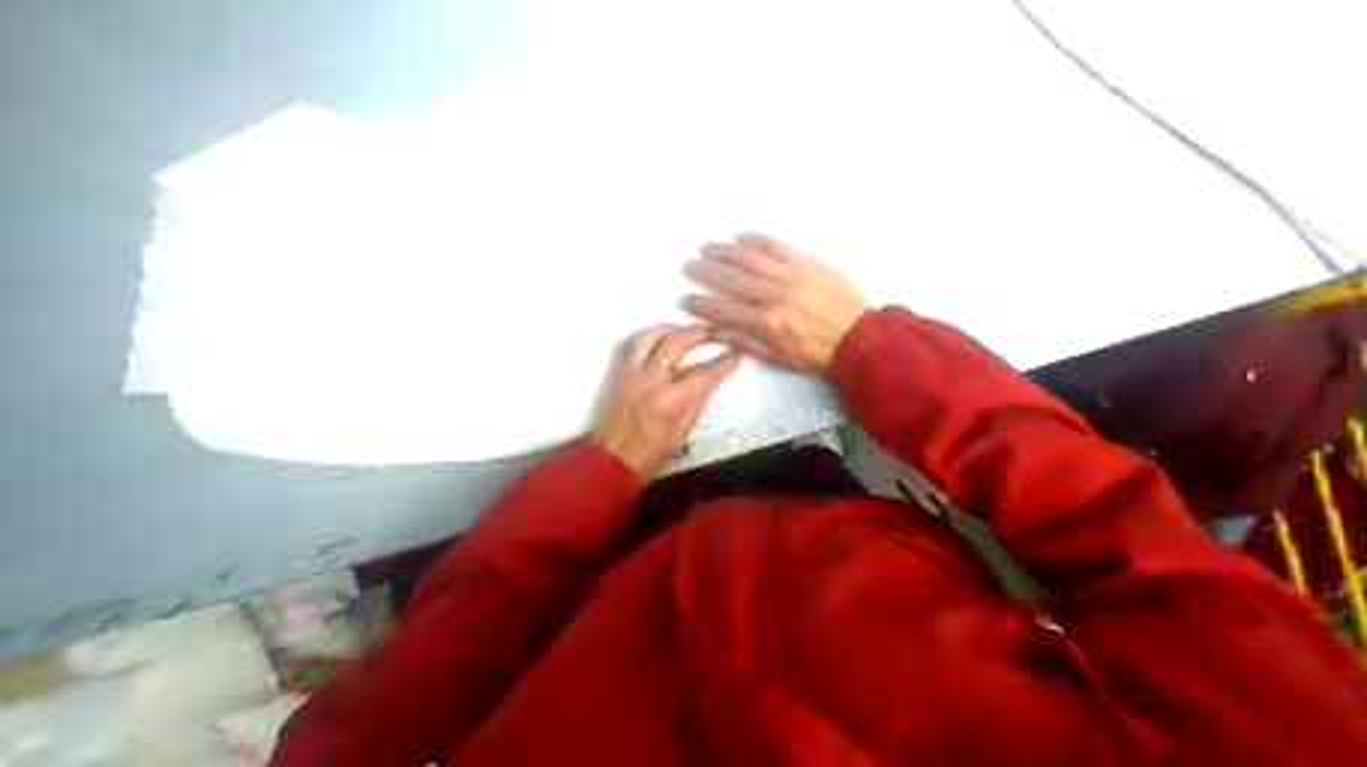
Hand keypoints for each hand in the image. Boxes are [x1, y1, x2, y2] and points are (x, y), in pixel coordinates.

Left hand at [587, 323, 737, 478]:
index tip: (737, 353)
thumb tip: (708, 380)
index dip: (725, 361)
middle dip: (701, 333)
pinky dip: (651, 337)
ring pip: (652, 334)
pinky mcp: (619, 373)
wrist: (612, 461)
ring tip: (687, 331)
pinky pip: (635, 344)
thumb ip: (695, 402)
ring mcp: (632, 373)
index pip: (706, 373)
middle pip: (679, 341)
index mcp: (672, 401)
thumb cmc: (651, 455)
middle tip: (716, 332)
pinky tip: (661, 340)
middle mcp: (652, 380)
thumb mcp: (683, 432)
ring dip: (673, 328)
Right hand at [680, 230, 868, 370]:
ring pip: (751, 258)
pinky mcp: (808, 263)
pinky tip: (740, 235)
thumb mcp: (778, 356)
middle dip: (706, 271)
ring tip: (707, 246)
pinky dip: (758, 239)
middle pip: (732, 279)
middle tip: (689, 264)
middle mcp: (775, 295)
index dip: (701, 305)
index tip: (684, 298)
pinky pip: (778, 246)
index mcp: (767, 323)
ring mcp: (792, 275)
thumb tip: (716, 331)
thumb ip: (745, 341)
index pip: (724, 310)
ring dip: (725, 251)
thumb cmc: (817, 354)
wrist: (859, 340)